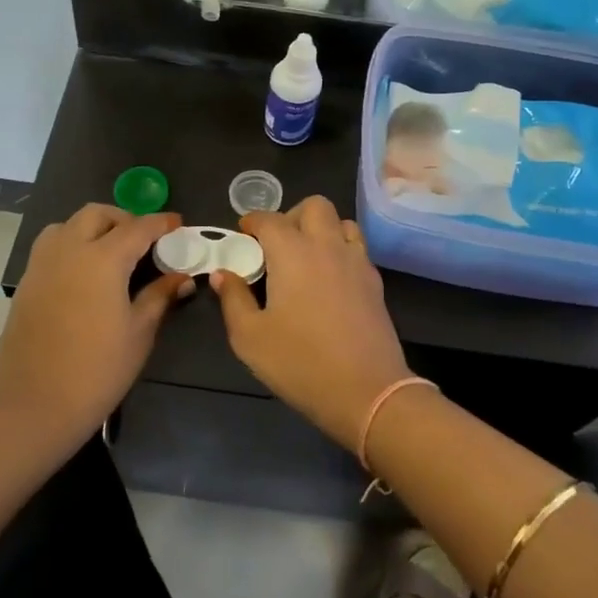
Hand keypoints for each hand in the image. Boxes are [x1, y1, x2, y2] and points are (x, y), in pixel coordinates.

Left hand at [0, 206, 192, 452]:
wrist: (35, 405)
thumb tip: (181, 277)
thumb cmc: (98, 370)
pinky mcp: (26, 283)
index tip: (177, 223)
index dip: (160, 223)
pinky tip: (84, 274)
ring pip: (67, 225)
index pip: (137, 227)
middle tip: (143, 240)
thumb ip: (159, 296)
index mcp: (102, 259)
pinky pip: (50, 247)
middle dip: (123, 219)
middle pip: (96, 215)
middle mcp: (68, 250)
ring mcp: (41, 265)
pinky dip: (71, 244)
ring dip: (92, 228)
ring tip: (110, 252)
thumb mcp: (139, 332)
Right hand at [210, 197, 411, 450]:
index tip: (242, 234)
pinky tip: (329, 279)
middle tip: (276, 245)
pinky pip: (357, 248)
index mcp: (293, 252)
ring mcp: (356, 261)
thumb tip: (223, 274)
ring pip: (341, 222)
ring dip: (321, 229)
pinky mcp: (374, 281)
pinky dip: (340, 249)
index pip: (270, 219)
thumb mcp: (250, 338)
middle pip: (314, 206)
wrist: (366, 391)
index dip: (252, 221)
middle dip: (291, 215)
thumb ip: (233, 299)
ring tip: (305, 257)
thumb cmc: (300, 363)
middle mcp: (327, 246)